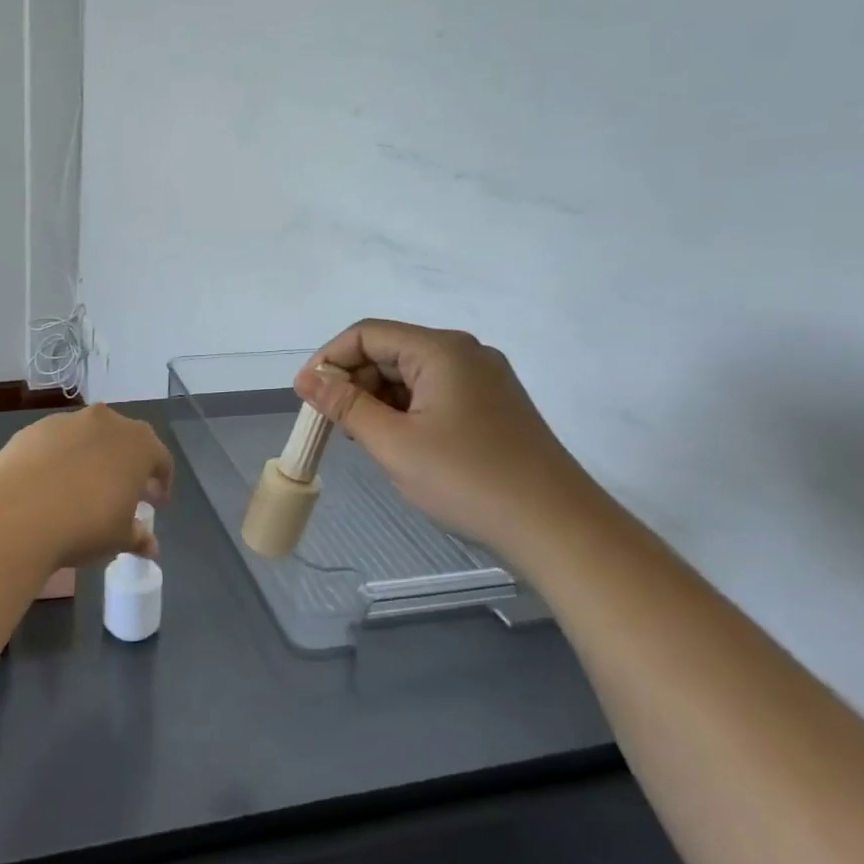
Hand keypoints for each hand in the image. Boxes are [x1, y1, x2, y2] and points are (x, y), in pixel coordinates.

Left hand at [0, 405, 173, 568]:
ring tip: (84, 488)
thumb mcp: (118, 538)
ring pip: (88, 437)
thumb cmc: (84, 524)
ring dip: (92, 457)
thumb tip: (150, 547)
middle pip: (124, 440)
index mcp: (137, 444)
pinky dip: (60, 458)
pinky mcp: (34, 429)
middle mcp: (106, 422)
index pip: (160, 458)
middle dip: (127, 465)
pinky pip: (56, 442)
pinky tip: (51, 484)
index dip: (161, 481)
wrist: (17, 513)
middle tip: (123, 493)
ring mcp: (67, 421)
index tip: (156, 503)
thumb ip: (138, 537)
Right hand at [296, 320, 607, 555]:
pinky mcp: (492, 408)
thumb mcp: (393, 443)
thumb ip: (344, 405)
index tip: (306, 397)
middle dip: (353, 383)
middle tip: (334, 426)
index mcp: (441, 350)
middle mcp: (464, 354)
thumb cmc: (467, 479)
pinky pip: (432, 395)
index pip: (367, 334)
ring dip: (377, 401)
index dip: (329, 360)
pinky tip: (398, 446)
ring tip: (365, 441)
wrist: (558, 529)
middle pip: (389, 352)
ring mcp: (483, 381)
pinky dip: (404, 413)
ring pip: (409, 376)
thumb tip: (305, 378)